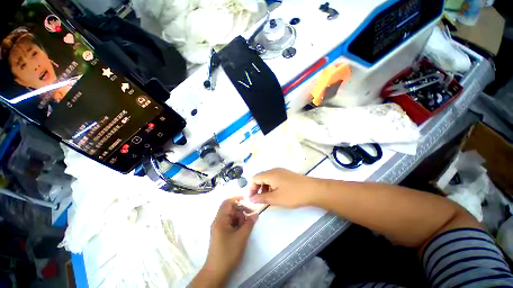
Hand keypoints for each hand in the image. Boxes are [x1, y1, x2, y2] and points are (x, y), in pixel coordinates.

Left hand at [191, 197, 257, 287]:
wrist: (216, 272)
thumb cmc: (228, 253)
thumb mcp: (241, 237)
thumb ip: (249, 223)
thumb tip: (256, 213)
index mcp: (220, 219)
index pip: (227, 202)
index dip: (236, 198)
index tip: (246, 199)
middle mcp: (219, 221)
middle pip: (230, 209)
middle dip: (241, 209)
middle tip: (251, 213)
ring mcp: (219, 227)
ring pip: (231, 216)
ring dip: (240, 217)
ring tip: (248, 223)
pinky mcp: (222, 233)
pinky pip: (230, 223)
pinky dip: (238, 223)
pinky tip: (244, 228)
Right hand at [249, 168, 316, 207]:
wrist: (312, 190)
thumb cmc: (293, 194)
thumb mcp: (276, 198)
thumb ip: (262, 198)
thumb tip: (251, 199)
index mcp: (270, 174)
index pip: (255, 178)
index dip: (251, 188)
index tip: (253, 199)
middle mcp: (274, 170)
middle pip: (261, 177)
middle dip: (258, 188)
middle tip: (260, 199)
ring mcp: (281, 171)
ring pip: (268, 178)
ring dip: (265, 187)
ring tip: (268, 198)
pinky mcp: (286, 174)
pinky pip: (274, 178)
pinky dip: (271, 185)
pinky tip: (276, 193)